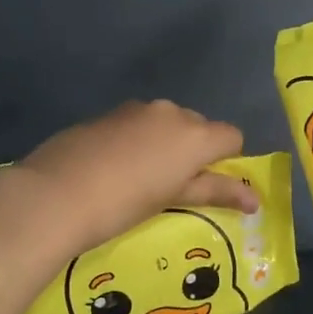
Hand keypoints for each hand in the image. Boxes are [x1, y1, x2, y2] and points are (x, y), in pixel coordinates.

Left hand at [7, 100, 258, 253]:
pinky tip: (113, 166)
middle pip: (198, 127)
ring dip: (163, 144)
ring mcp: (136, 109)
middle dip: (192, 151)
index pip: (232, 136)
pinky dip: (136, 140)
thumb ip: (216, 192)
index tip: (205, 183)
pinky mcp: (107, 114)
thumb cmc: (125, 204)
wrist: (56, 194)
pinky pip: (137, 123)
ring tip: (138, 178)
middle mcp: (171, 112)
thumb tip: (256, 201)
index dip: (225, 159)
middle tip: (171, 186)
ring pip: (165, 123)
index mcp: (194, 133)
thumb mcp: (174, 198)